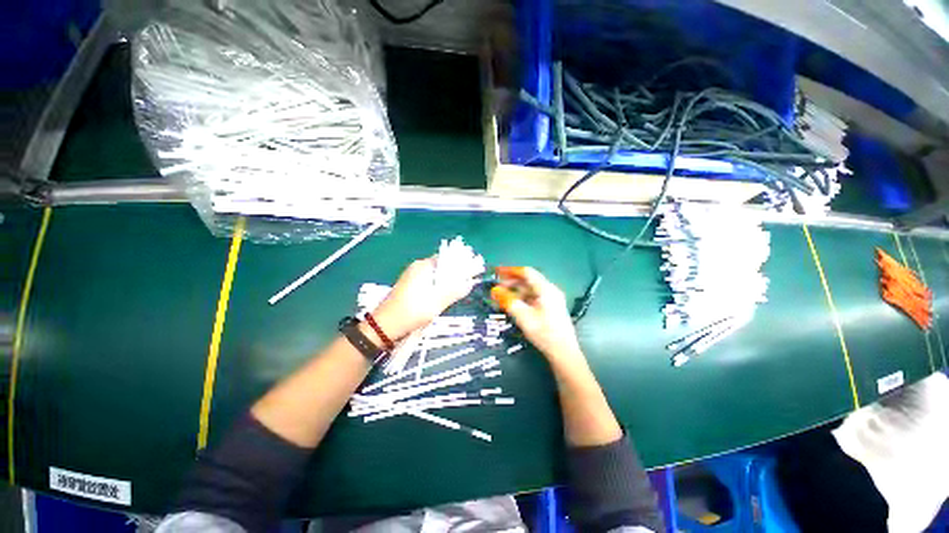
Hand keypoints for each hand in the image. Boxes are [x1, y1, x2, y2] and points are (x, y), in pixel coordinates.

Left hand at [371, 256, 479, 339]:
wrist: (384, 326)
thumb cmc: (411, 312)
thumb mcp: (436, 303)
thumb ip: (453, 292)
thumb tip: (469, 283)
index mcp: (423, 267)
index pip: (447, 258)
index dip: (461, 264)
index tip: (474, 271)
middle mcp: (417, 267)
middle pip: (442, 266)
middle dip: (456, 273)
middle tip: (469, 282)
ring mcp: (413, 276)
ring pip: (436, 275)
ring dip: (448, 281)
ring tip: (460, 289)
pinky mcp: (410, 286)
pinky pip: (430, 281)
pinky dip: (439, 286)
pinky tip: (445, 295)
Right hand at [491, 266, 585, 367]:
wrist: (564, 353)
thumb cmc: (545, 333)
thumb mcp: (524, 317)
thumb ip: (509, 301)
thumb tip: (495, 290)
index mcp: (546, 289)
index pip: (526, 272)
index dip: (511, 270)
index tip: (497, 272)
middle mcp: (550, 290)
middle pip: (528, 280)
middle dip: (511, 281)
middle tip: (497, 287)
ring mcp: (551, 299)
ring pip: (530, 289)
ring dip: (515, 291)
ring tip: (502, 296)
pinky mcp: (550, 307)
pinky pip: (533, 297)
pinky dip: (522, 298)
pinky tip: (513, 304)